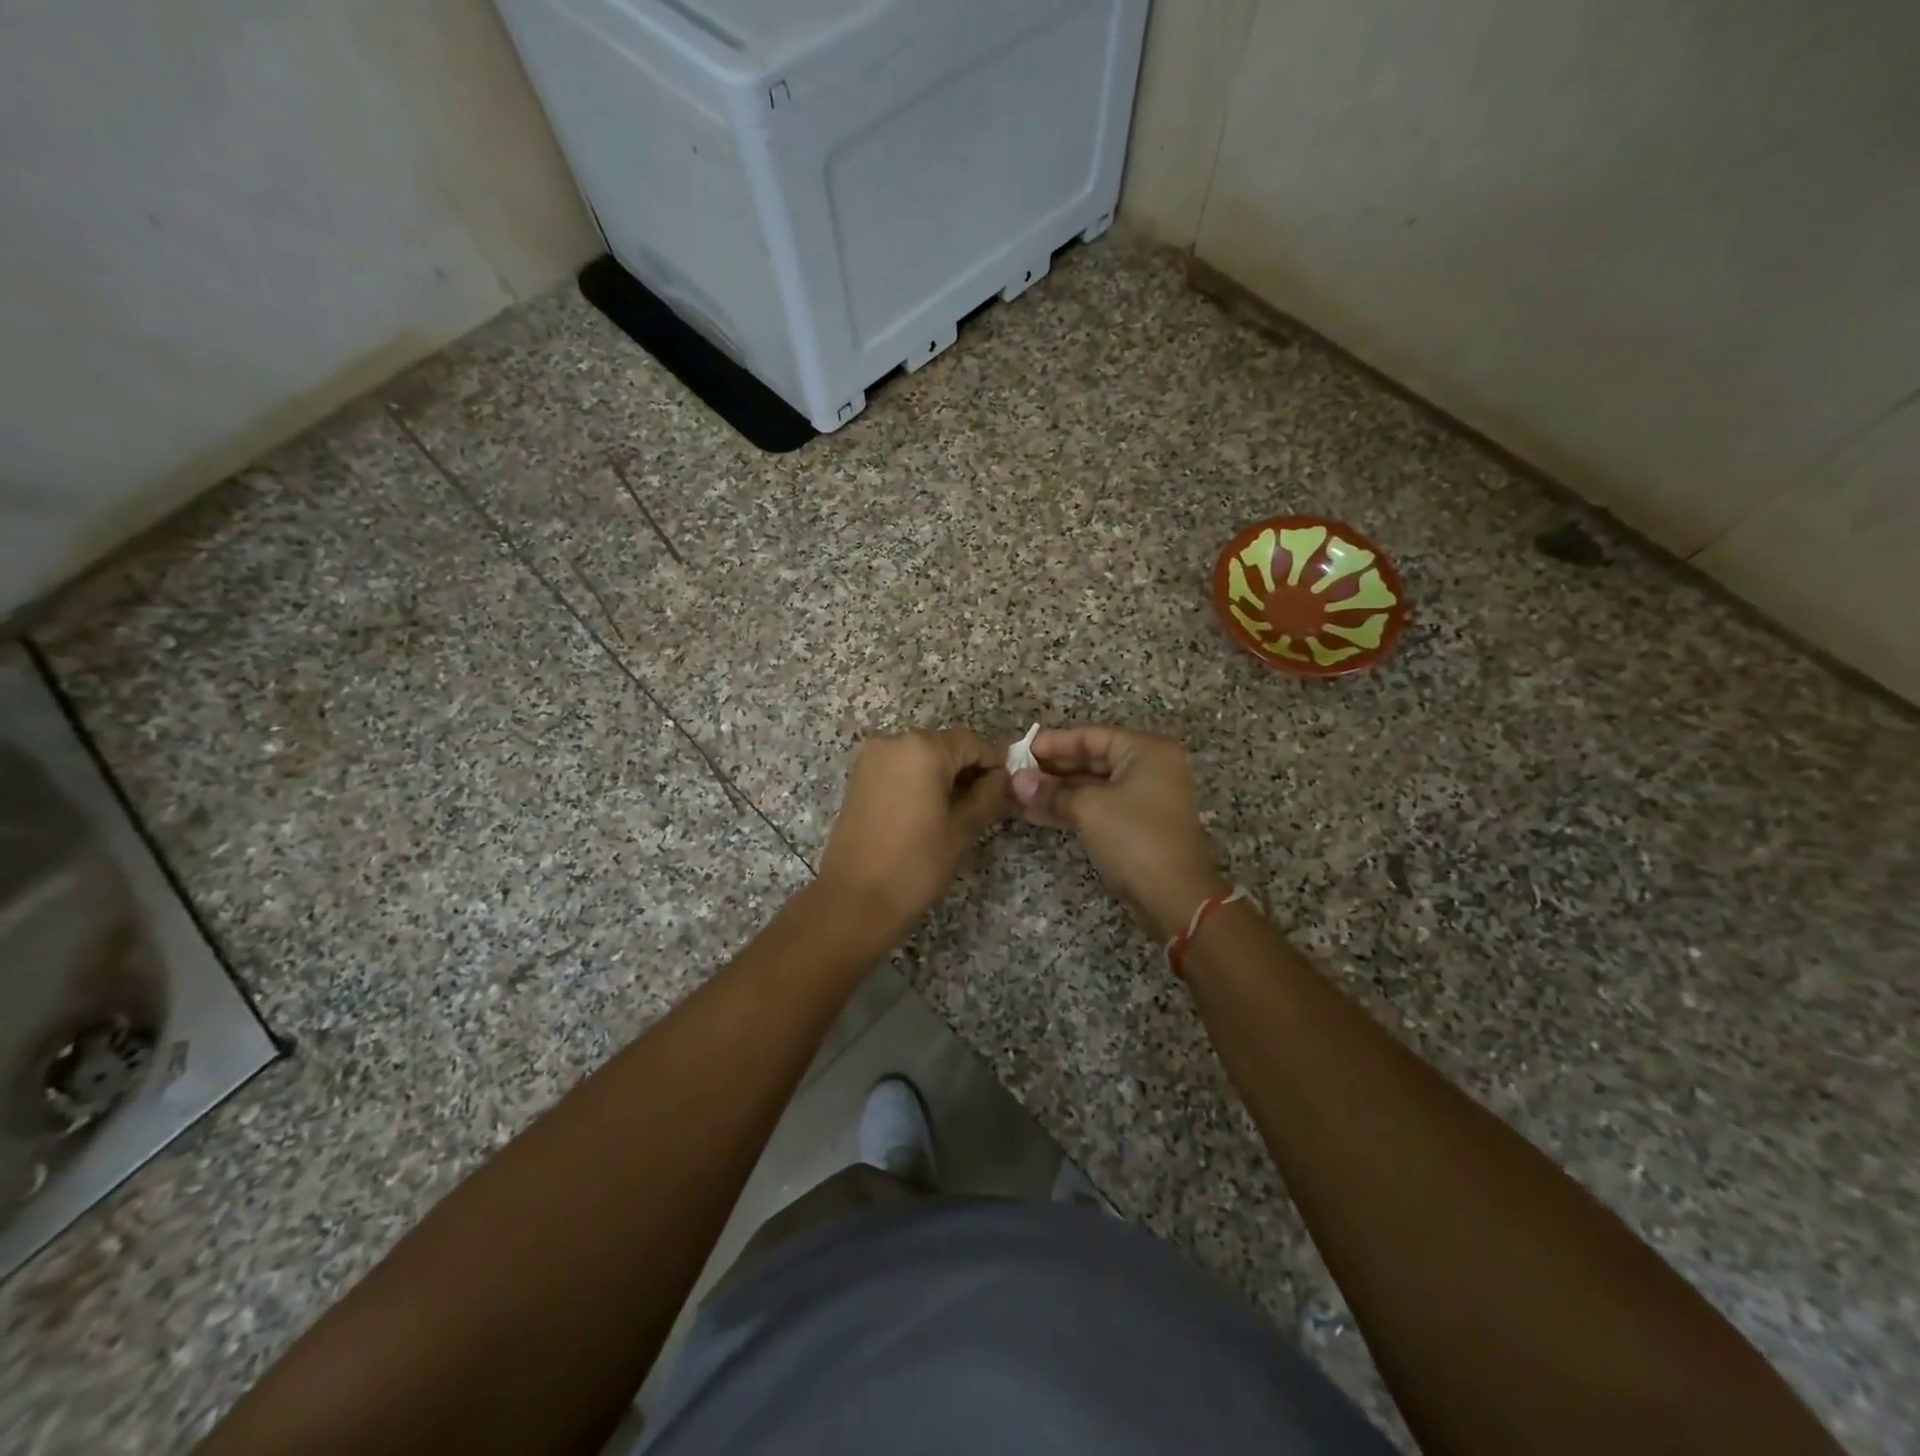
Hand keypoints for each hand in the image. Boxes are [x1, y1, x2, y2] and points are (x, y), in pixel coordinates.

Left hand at [815, 729, 1011, 944]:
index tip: (1010, 787)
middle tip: (989, 802)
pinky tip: (931, 809)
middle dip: (969, 768)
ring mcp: (872, 758)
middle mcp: (895, 741)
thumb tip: (1002, 778)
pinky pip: (900, 767)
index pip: (973, 742)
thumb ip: (989, 795)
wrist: (854, 899)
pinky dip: (920, 780)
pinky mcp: (859, 777)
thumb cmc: (915, 865)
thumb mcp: (962, 830)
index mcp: (923, 749)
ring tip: (961, 810)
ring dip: (945, 775)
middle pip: (946, 745)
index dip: (995, 762)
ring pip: (922, 756)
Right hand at [1011, 726, 1227, 942]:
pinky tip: (1037, 815)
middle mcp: (1150, 768)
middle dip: (1052, 770)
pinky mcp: (1138, 826)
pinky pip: (1099, 807)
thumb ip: (1051, 792)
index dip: (1054, 743)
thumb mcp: (1088, 809)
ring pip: (1093, 786)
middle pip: (1092, 759)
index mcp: (1146, 751)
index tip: (1020, 752)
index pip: (1091, 736)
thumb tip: (1017, 781)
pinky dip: (1071, 809)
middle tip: (1016, 775)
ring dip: (1057, 792)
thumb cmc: (1135, 838)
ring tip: (1019, 798)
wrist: (1176, 897)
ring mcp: (1145, 799)